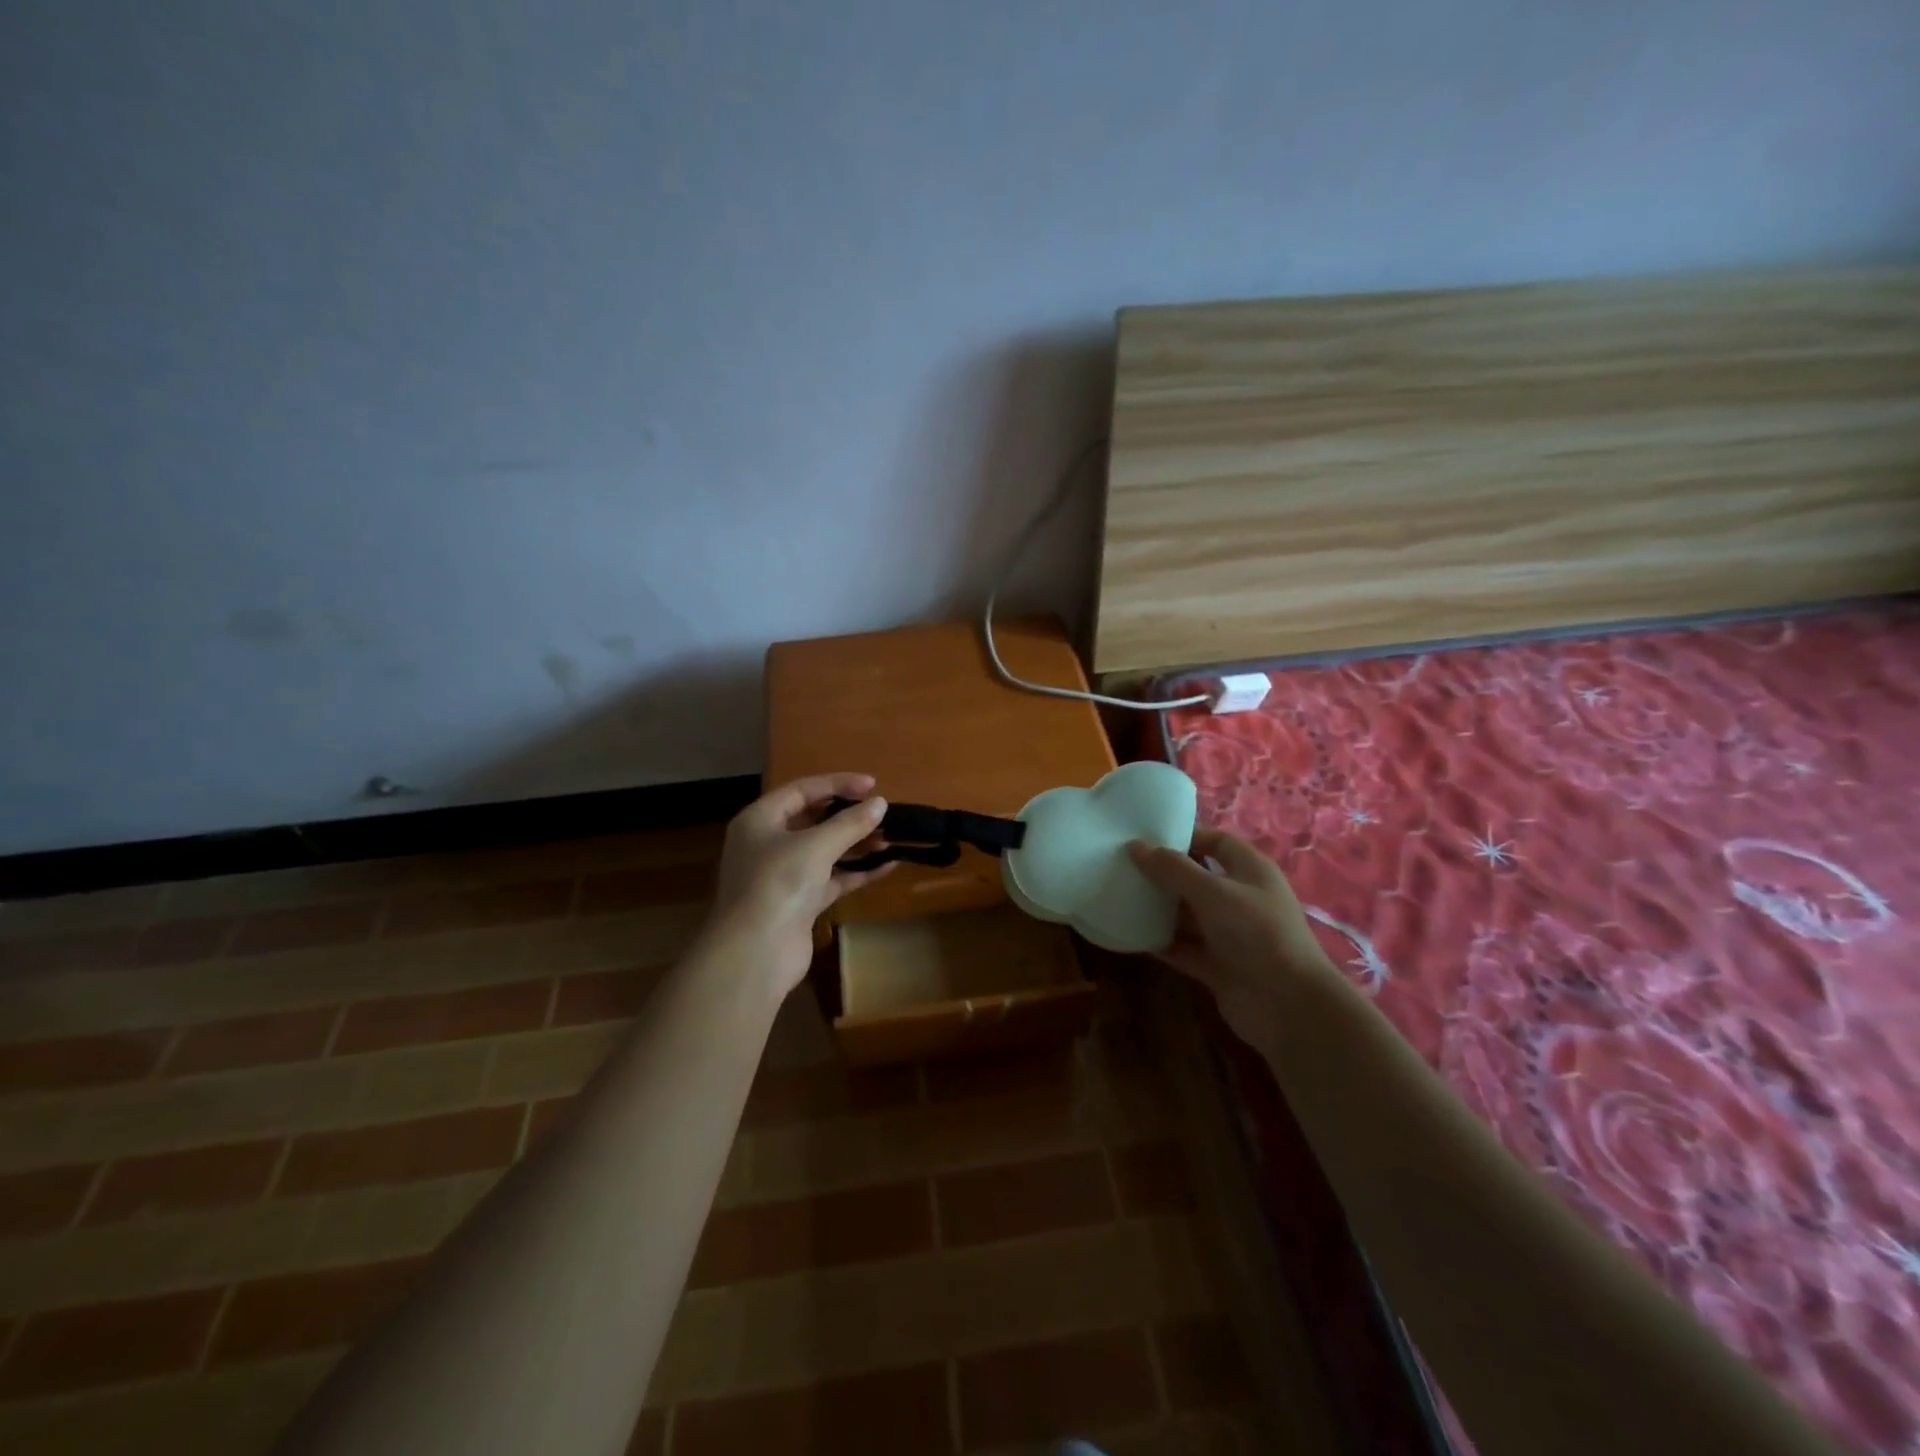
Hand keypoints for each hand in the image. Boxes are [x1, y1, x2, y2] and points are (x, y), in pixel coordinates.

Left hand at [704, 774, 894, 996]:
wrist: (755, 953)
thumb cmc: (779, 884)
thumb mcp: (816, 845)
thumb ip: (850, 823)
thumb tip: (880, 804)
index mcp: (760, 820)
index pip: (802, 790)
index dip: (838, 784)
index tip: (873, 785)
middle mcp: (767, 844)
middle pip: (812, 820)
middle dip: (848, 816)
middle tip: (882, 812)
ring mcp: (782, 875)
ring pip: (824, 851)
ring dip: (856, 844)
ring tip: (890, 838)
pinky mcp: (798, 903)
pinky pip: (831, 879)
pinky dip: (856, 872)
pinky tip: (887, 866)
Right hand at [1127, 828, 1340, 1041]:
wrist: (1288, 1005)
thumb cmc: (1256, 932)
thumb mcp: (1213, 892)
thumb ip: (1173, 868)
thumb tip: (1135, 846)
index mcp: (1250, 870)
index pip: (1216, 842)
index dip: (1186, 836)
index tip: (1146, 836)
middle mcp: (1240, 898)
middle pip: (1197, 878)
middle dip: (1164, 872)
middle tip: (1123, 865)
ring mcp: (1229, 934)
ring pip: (1187, 914)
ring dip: (1158, 908)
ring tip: (1119, 895)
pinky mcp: (1217, 965)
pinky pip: (1183, 947)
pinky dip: (1160, 941)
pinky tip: (1130, 934)